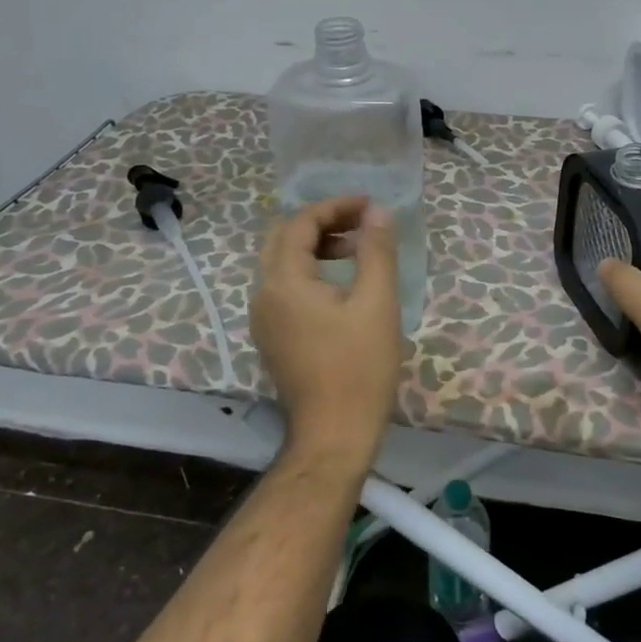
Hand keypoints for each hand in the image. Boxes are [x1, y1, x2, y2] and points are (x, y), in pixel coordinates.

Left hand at [251, 195, 403, 469]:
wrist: (334, 435)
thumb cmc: (359, 367)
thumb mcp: (377, 303)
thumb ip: (376, 251)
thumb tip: (377, 211)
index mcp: (284, 281)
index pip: (300, 223)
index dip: (335, 207)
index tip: (370, 206)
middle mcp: (263, 294)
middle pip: (283, 238)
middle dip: (322, 222)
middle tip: (361, 223)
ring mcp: (263, 319)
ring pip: (281, 263)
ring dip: (315, 246)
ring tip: (356, 250)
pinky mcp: (272, 337)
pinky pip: (284, 288)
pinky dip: (309, 272)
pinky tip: (340, 285)